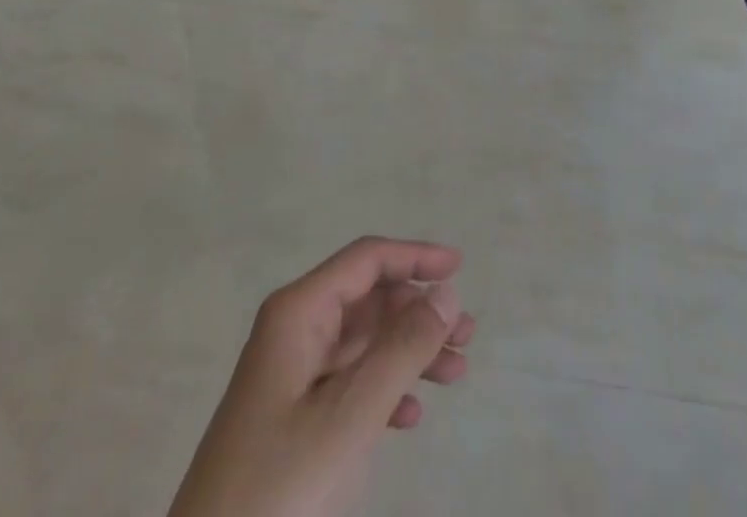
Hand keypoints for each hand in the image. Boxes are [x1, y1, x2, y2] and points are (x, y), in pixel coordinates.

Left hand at [168, 238, 474, 516]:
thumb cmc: (279, 489)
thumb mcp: (350, 415)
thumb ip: (403, 348)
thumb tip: (446, 291)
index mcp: (298, 313)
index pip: (366, 260)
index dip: (415, 256)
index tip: (460, 269)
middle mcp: (294, 331)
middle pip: (369, 300)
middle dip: (419, 312)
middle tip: (467, 337)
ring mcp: (290, 376)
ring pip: (364, 343)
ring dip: (410, 352)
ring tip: (456, 374)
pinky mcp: (289, 419)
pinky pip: (349, 383)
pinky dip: (384, 390)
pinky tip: (410, 418)